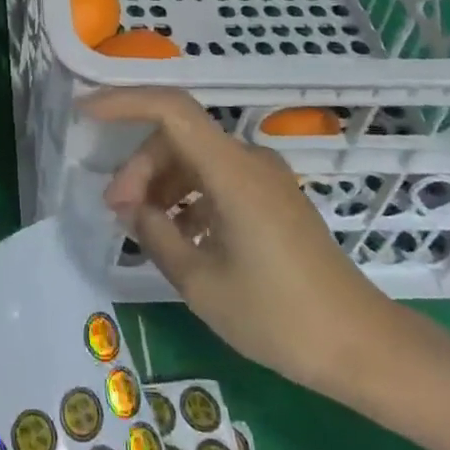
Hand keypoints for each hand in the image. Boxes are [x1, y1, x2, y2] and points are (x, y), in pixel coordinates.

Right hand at [83, 86, 407, 400]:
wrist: (364, 348)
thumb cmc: (280, 317)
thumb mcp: (202, 283)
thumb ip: (156, 235)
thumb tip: (129, 207)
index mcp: (232, 170)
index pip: (171, 109)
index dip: (124, 101)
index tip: (85, 113)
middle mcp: (248, 160)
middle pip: (178, 138)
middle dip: (139, 167)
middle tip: (117, 212)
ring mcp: (264, 178)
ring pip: (195, 158)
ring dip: (161, 183)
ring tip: (143, 227)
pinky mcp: (273, 198)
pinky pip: (217, 179)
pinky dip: (188, 196)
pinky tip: (179, 235)